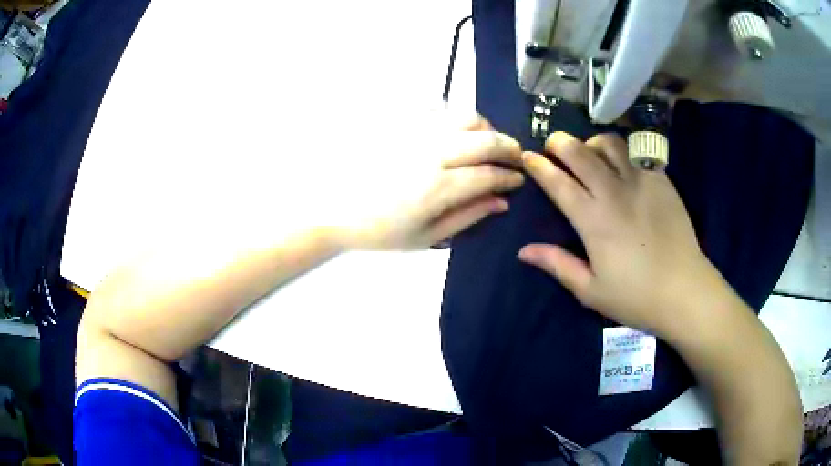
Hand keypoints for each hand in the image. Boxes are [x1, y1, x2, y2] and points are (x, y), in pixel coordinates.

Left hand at [339, 111, 524, 249]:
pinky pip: (442, 113)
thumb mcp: (426, 237)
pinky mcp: (404, 124)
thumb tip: (501, 201)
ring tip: (487, 146)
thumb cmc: (380, 231)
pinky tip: (458, 138)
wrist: (334, 208)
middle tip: (515, 159)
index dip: (511, 177)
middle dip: (510, 148)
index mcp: (438, 187)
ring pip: (467, 117)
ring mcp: (417, 134)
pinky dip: (460, 122)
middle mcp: (432, 153)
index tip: (518, 180)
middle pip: (486, 139)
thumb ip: (468, 216)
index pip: (490, 174)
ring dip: (487, 130)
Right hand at [517, 132, 723, 337]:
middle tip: (554, 146)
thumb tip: (523, 250)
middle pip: (580, 152)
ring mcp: (641, 182)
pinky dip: (622, 150)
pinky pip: (637, 152)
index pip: (559, 183)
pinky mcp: (661, 180)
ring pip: (609, 143)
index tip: (528, 157)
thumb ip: (557, 265)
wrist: (684, 290)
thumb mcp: (590, 291)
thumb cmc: (636, 297)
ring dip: (592, 143)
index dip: (539, 166)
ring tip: (590, 153)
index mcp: (593, 221)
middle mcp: (614, 193)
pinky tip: (622, 163)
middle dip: (560, 143)